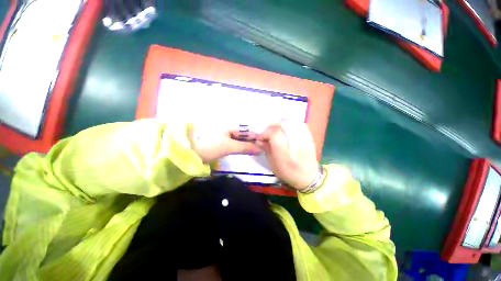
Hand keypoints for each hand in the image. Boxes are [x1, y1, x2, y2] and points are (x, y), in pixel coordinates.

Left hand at [188, 125, 260, 163]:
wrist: (189, 153)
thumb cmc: (210, 146)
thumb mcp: (228, 147)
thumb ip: (245, 147)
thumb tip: (260, 149)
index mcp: (228, 125)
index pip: (245, 129)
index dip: (254, 136)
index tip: (262, 143)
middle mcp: (227, 128)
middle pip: (242, 134)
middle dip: (251, 141)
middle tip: (260, 147)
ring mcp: (223, 135)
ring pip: (238, 139)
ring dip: (245, 144)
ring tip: (255, 150)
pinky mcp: (220, 142)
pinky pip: (233, 143)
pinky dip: (239, 147)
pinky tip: (244, 150)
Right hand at [257, 121, 318, 190]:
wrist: (309, 177)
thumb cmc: (288, 173)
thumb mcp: (273, 164)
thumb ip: (266, 149)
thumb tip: (258, 139)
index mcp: (285, 155)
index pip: (275, 134)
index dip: (266, 132)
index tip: (261, 137)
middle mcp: (296, 145)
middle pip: (284, 125)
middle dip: (272, 125)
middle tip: (267, 130)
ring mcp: (305, 140)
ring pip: (292, 122)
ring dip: (281, 123)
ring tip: (276, 128)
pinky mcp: (310, 137)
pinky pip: (300, 124)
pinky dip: (291, 123)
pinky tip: (287, 128)